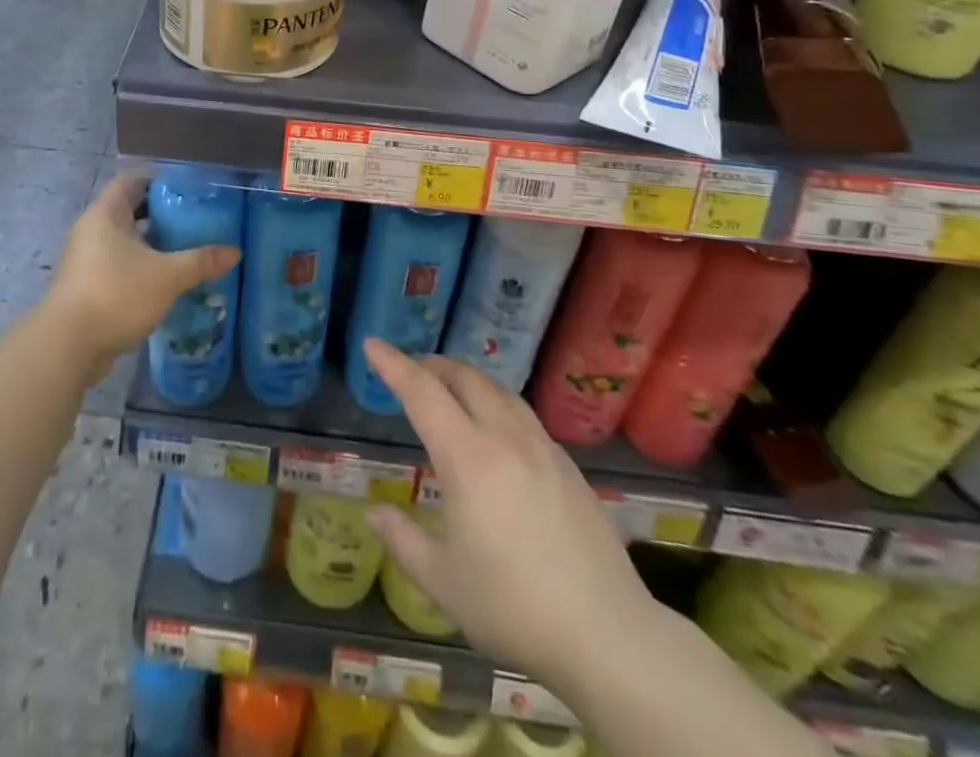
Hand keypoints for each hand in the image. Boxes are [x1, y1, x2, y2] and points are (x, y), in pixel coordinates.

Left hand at [42, 174, 238, 379]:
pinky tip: (164, 281)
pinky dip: (139, 268)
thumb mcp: (167, 276)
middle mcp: (91, 230)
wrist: (68, 346)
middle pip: (128, 210)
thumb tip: (234, 252)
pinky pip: (117, 265)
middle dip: (160, 214)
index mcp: (106, 214)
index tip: (187, 190)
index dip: (158, 180)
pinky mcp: (85, 286)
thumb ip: (200, 261)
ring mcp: (85, 260)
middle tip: (193, 221)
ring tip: (184, 250)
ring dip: (150, 244)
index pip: (131, 181)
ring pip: (123, 241)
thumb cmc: (116, 294)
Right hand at [361, 339, 654, 683]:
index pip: (422, 393)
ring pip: (499, 390)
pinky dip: (497, 403)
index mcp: (468, 458)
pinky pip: (523, 414)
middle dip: (433, 365)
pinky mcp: (569, 466)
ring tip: (451, 390)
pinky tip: (497, 430)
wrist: (608, 636)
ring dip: (468, 379)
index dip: (393, 365)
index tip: (372, 344)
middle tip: (411, 371)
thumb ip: (402, 540)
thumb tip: (372, 513)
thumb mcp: (443, 582)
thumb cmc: (514, 609)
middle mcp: (505, 438)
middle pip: (465, 378)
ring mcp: (542, 448)